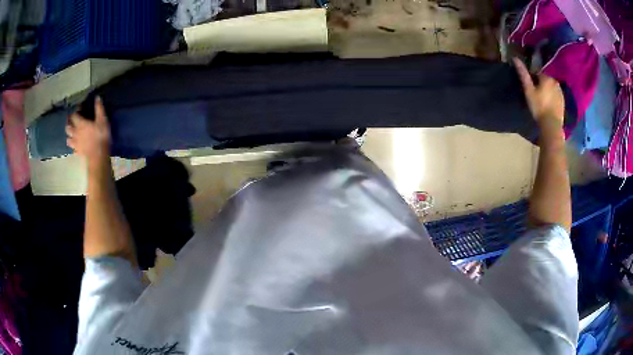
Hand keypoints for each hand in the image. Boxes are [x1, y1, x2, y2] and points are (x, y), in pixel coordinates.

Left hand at [66, 97, 110, 164]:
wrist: (98, 156)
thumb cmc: (100, 136)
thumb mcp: (102, 120)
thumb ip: (99, 109)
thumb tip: (97, 97)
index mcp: (80, 124)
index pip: (74, 115)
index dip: (76, 111)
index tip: (80, 109)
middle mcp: (75, 133)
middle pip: (68, 127)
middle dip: (69, 123)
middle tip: (72, 121)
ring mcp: (76, 144)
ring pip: (68, 139)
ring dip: (69, 135)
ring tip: (72, 134)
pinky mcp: (78, 152)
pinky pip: (73, 149)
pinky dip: (73, 146)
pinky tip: (75, 146)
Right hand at [513, 58, 564, 126]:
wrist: (552, 125)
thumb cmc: (539, 107)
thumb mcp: (528, 90)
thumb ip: (523, 74)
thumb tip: (515, 58)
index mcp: (546, 77)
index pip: (537, 74)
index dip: (533, 81)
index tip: (530, 89)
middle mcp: (555, 82)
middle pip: (545, 80)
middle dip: (541, 85)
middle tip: (536, 96)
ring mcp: (561, 92)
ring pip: (551, 88)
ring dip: (548, 92)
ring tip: (543, 101)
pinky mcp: (563, 102)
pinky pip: (556, 96)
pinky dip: (553, 98)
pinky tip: (549, 106)